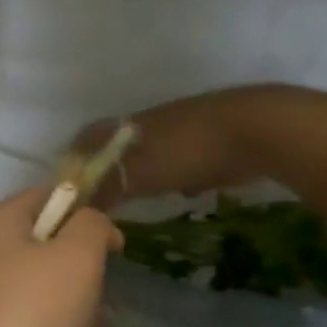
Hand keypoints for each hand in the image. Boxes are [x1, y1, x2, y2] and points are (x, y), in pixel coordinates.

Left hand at [0, 189, 120, 326]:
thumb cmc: (31, 320)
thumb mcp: (76, 258)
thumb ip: (92, 226)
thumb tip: (93, 226)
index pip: (48, 197)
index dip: (86, 214)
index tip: (115, 247)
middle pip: (52, 254)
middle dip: (86, 284)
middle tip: (95, 309)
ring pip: (51, 302)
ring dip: (81, 326)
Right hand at [71, 91, 259, 208]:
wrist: (257, 130)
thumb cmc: (189, 151)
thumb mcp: (140, 173)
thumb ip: (107, 188)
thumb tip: (79, 204)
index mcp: (128, 125)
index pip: (89, 137)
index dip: (75, 158)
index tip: (69, 185)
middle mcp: (151, 123)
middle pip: (118, 145)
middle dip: (107, 169)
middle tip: (101, 200)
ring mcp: (182, 129)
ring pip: (149, 152)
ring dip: (140, 173)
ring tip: (135, 201)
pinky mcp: (209, 141)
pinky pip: (180, 160)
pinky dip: (173, 175)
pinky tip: (180, 193)